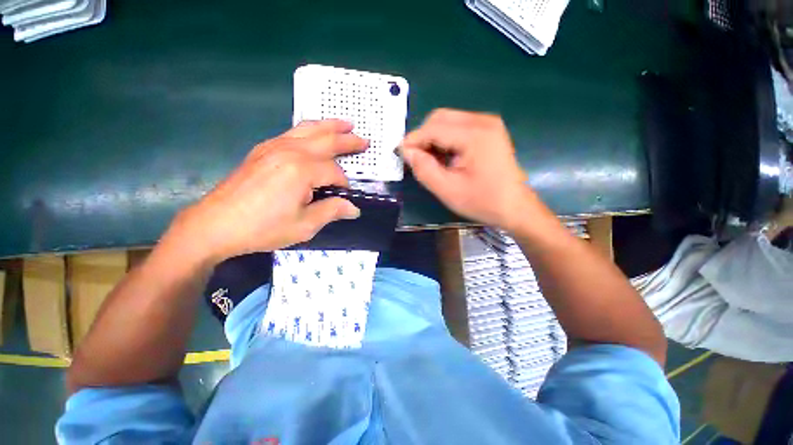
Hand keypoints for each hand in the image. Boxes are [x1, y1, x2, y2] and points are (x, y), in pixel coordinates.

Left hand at [166, 120, 366, 265]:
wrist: (215, 224)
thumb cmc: (263, 228)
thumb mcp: (305, 225)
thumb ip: (332, 211)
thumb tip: (354, 209)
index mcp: (302, 170)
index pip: (334, 172)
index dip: (343, 185)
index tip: (345, 197)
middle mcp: (290, 151)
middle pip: (326, 140)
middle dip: (348, 140)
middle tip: (364, 140)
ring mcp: (274, 147)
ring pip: (309, 129)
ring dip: (330, 126)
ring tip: (345, 124)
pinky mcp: (263, 150)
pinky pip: (293, 132)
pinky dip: (309, 129)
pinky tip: (315, 133)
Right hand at [401, 109, 534, 231]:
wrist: (514, 207)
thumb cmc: (482, 202)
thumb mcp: (447, 190)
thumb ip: (424, 169)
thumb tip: (407, 151)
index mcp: (475, 135)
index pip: (433, 128)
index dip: (413, 140)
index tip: (400, 155)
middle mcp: (483, 121)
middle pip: (440, 118)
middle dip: (423, 137)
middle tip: (416, 160)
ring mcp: (488, 123)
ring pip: (447, 121)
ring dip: (433, 138)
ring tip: (431, 162)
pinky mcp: (489, 130)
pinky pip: (458, 127)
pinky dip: (445, 139)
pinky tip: (445, 157)